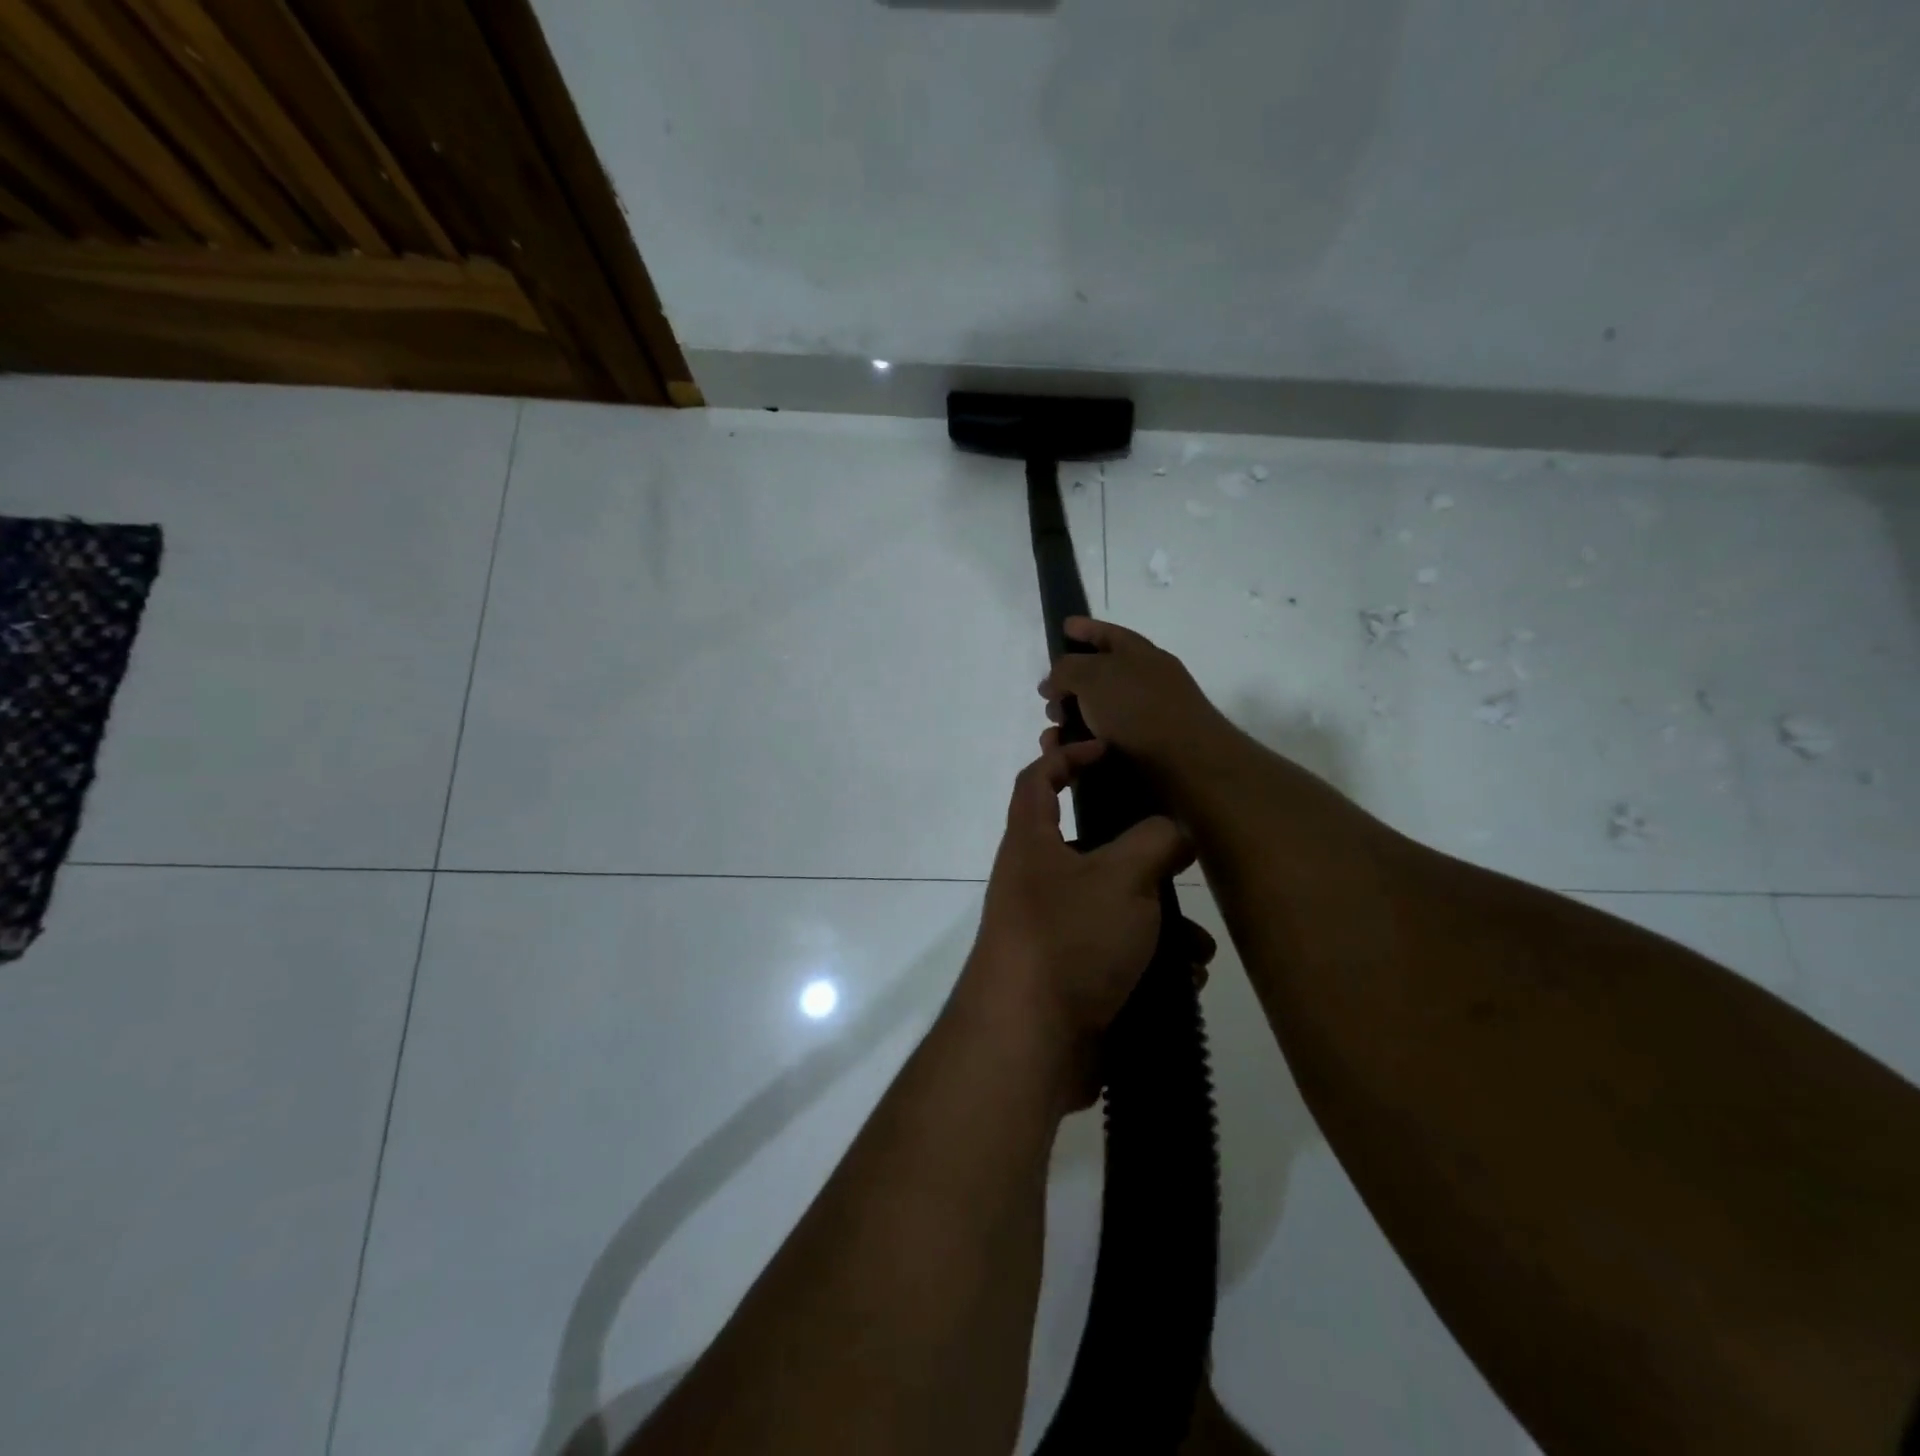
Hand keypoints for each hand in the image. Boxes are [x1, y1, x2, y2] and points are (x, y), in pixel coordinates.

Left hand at [957, 733, 1209, 1104]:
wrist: (1030, 1042)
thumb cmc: (1069, 938)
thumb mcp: (1122, 877)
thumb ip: (1154, 841)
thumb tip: (1172, 832)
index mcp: (1032, 844)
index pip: (1038, 780)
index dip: (1067, 755)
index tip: (1108, 751)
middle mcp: (1036, 882)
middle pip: (1090, 849)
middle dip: (1141, 858)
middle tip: (1179, 863)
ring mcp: (1051, 932)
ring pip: (1114, 908)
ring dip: (1159, 923)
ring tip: (1197, 945)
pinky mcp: (1070, 976)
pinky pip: (1116, 955)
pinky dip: (1151, 962)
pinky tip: (1185, 980)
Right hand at [1039, 618, 1235, 774]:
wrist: (1187, 767)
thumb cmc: (1138, 710)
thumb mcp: (1093, 676)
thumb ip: (1066, 669)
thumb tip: (1055, 683)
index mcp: (1139, 654)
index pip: (1107, 633)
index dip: (1084, 628)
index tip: (1063, 626)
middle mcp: (1145, 683)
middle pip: (1098, 677)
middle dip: (1067, 687)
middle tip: (1048, 700)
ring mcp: (1146, 720)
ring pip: (1096, 715)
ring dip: (1069, 723)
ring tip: (1053, 738)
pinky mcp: (1143, 754)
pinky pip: (1101, 745)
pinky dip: (1081, 748)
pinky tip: (1068, 756)